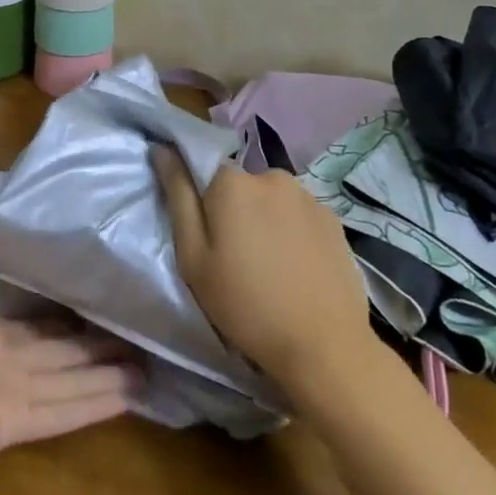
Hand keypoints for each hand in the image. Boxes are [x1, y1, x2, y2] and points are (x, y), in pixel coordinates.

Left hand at [0, 238, 139, 494]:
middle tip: (136, 336)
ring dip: (104, 376)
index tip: (97, 304)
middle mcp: (3, 363)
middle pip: (59, 354)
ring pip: (68, 382)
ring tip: (147, 367)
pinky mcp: (15, 427)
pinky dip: (93, 406)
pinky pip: (61, 413)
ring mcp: (11, 396)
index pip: (36, 323)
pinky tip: (129, 398)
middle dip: (95, 347)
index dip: (66, 317)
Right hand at [154, 147, 373, 393]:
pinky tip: (295, 267)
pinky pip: (298, 214)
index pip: (203, 169)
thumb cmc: (245, 304)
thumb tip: (162, 148)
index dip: (200, 201)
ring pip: (270, 199)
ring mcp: (307, 195)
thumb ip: (177, 196)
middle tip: (234, 257)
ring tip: (269, 265)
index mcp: (232, 182)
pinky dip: (292, 232)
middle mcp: (271, 175)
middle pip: (239, 185)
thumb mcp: (193, 257)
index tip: (205, 235)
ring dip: (264, 220)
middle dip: (233, 211)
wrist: (324, 345)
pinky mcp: (333, 218)